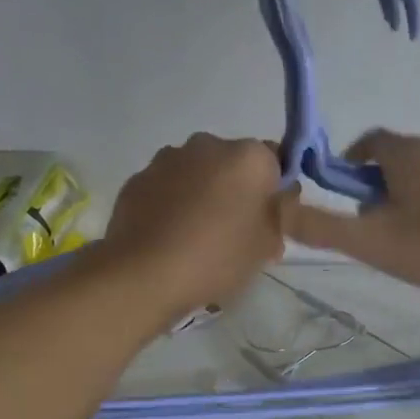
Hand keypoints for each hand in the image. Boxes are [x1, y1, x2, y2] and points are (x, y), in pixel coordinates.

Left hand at [104, 134, 288, 318]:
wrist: (145, 274)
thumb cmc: (217, 257)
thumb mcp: (266, 245)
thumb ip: (281, 216)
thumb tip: (281, 200)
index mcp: (249, 157)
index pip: (275, 163)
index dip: (274, 193)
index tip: (269, 223)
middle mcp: (208, 144)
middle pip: (233, 166)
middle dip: (237, 192)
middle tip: (236, 235)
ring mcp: (168, 159)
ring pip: (197, 174)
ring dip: (202, 196)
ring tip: (197, 240)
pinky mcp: (138, 179)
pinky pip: (166, 189)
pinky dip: (172, 205)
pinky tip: (170, 239)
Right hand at [284, 131, 419, 299]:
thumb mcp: (371, 243)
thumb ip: (322, 227)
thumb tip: (280, 207)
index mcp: (408, 157)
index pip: (370, 141)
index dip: (350, 160)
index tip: (343, 191)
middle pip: (402, 158)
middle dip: (381, 183)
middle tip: (375, 224)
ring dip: (418, 193)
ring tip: (414, 233)